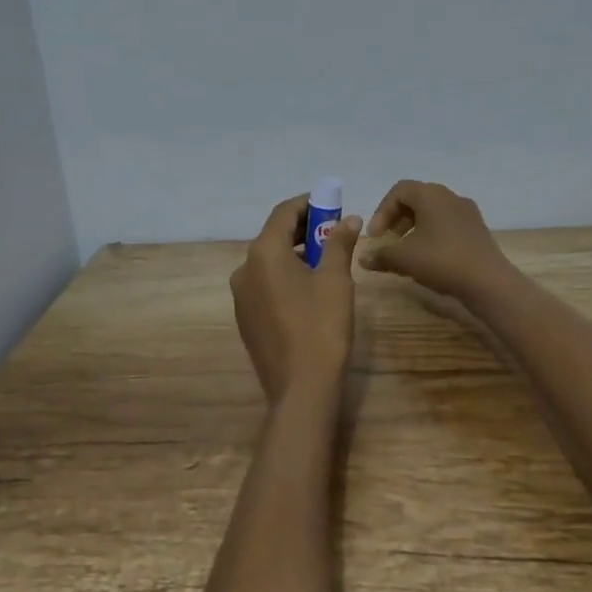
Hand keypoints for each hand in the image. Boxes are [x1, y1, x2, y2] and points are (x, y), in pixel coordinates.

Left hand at [229, 195, 362, 403]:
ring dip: (295, 253)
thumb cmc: (321, 326)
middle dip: (304, 230)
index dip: (309, 204)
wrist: (301, 387)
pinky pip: (265, 284)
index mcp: (263, 253)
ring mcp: (241, 296)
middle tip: (335, 231)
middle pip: (274, 236)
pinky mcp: (246, 318)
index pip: (283, 213)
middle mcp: (244, 269)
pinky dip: (285, 276)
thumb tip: (350, 219)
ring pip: (269, 262)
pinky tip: (309, 289)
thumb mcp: (335, 280)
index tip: (333, 204)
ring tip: (327, 260)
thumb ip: (339, 243)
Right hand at [361, 180, 512, 302]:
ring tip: (406, 252)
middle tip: (388, 241)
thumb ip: (381, 255)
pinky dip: (432, 235)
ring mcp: (467, 213)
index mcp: (431, 195)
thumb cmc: (441, 261)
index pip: (399, 191)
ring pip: (433, 213)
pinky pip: (447, 225)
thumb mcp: (404, 258)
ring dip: (414, 228)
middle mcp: (450, 197)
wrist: (488, 282)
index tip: (376, 235)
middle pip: (416, 199)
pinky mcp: (477, 230)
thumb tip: (363, 258)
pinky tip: (428, 259)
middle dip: (397, 219)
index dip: (382, 211)